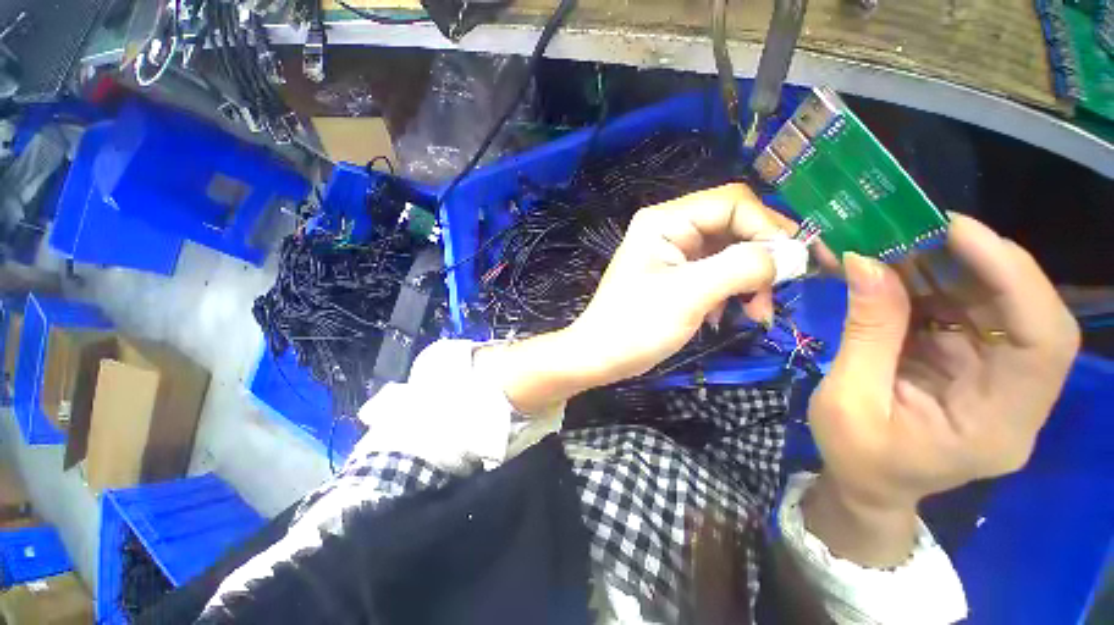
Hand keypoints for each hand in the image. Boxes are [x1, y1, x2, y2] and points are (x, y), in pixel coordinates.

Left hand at [568, 183, 801, 384]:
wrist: (600, 357)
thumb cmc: (636, 325)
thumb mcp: (690, 294)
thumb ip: (742, 267)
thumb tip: (792, 254)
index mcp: (665, 221)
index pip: (732, 203)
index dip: (768, 228)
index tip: (792, 266)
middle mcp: (670, 229)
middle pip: (734, 227)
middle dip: (761, 259)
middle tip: (777, 295)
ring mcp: (674, 254)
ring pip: (730, 253)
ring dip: (750, 281)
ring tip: (756, 314)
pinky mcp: (677, 276)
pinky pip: (717, 273)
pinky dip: (731, 292)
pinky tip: (727, 316)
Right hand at [804, 214, 1079, 565]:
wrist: (866, 481)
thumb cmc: (856, 454)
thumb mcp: (849, 400)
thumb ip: (866, 333)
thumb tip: (865, 262)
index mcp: (999, 425)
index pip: (1043, 342)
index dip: (1013, 277)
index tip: (956, 231)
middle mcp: (1016, 396)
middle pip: (1024, 313)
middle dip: (977, 261)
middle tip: (919, 228)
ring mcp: (997, 377)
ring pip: (994, 304)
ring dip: (947, 266)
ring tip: (896, 243)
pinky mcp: (973, 363)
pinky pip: (963, 311)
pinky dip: (930, 283)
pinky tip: (896, 269)